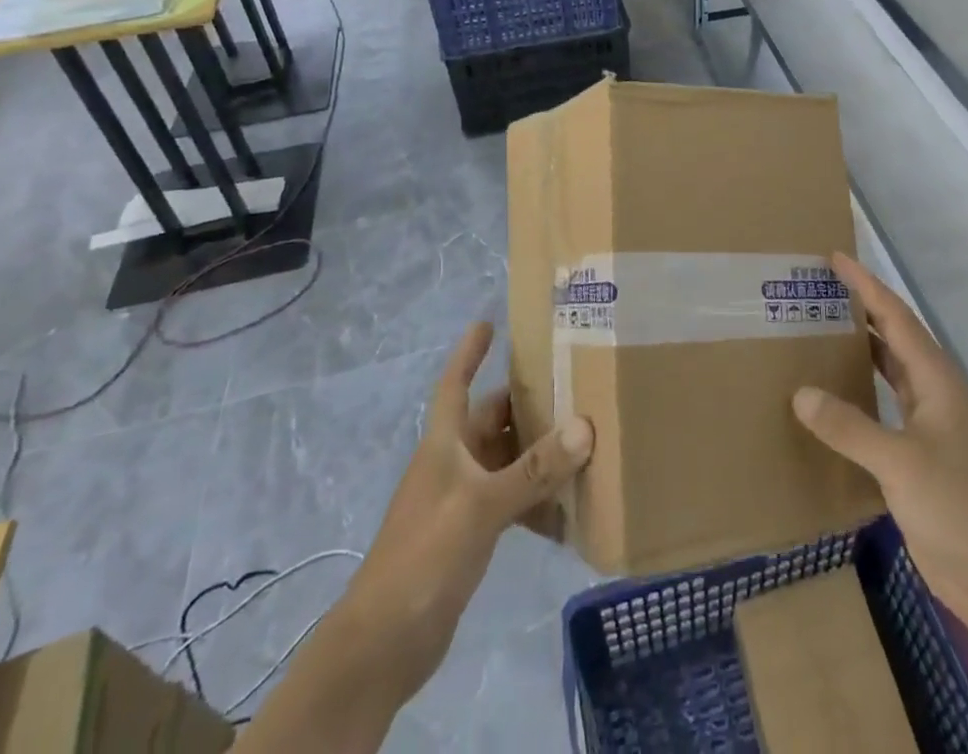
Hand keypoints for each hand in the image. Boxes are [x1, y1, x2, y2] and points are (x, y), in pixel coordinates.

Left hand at [332, 324, 592, 724]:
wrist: (383, 644)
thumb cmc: (426, 555)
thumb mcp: (482, 506)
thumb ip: (534, 470)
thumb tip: (584, 426)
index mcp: (444, 443)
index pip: (455, 384)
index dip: (468, 353)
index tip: (487, 323)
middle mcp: (452, 463)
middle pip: (492, 420)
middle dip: (527, 405)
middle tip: (572, 387)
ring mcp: (460, 501)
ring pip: (506, 462)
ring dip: (538, 456)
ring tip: (583, 446)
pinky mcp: (468, 537)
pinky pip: (510, 504)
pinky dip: (535, 504)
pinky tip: (566, 514)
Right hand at [793, 254, 967, 648]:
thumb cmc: (966, 510)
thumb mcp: (903, 464)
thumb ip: (850, 427)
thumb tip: (801, 392)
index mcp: (937, 381)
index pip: (896, 317)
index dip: (866, 285)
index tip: (834, 259)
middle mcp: (934, 398)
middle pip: (892, 341)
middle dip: (858, 315)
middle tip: (814, 296)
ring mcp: (930, 434)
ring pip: (888, 380)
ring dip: (856, 358)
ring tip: (813, 341)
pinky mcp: (922, 468)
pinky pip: (882, 420)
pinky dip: (856, 405)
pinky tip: (828, 410)